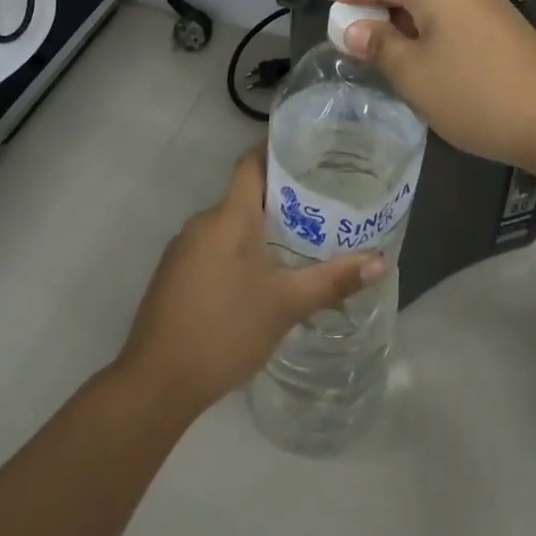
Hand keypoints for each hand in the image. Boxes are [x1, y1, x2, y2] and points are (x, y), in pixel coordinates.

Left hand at [115, 146, 381, 417]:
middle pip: (243, 196)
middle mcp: (203, 222)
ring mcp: (182, 249)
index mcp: (230, 216)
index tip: (306, 152)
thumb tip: (380, 262)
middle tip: (316, 209)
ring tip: (294, 247)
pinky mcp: (172, 276)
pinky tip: (255, 283)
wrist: (155, 383)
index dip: (275, 151)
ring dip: (256, 233)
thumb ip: (332, 280)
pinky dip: (235, 255)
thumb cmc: (225, 330)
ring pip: (227, 227)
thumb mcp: (286, 305)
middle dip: (277, 201)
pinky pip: (211, 250)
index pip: (251, 163)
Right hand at [325, 0, 535, 173]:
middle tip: (347, 27)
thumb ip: (380, 45)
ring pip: (431, 4)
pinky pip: (452, 19)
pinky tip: (421, 55)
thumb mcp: (414, 74)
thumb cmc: (474, 93)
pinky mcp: (504, 28)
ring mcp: (489, 4)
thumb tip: (355, 28)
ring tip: (379, 44)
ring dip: (402, 21)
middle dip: (376, 5)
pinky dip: (427, 31)